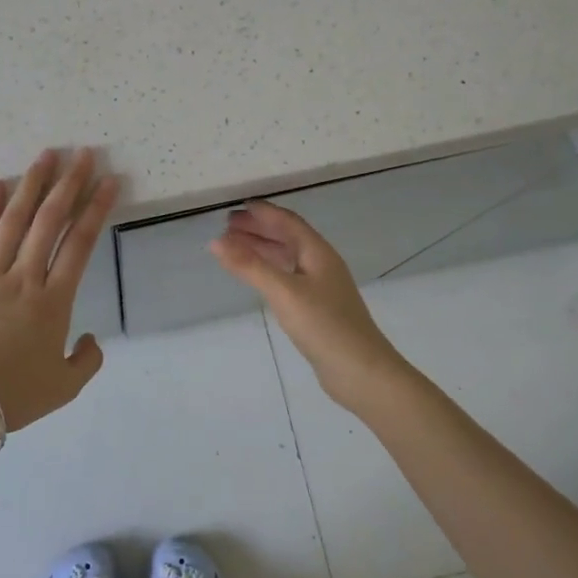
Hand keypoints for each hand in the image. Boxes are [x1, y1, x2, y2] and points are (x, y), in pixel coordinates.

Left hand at [0, 148, 119, 433]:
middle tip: (82, 154)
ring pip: (14, 221)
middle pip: (50, 221)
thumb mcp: (64, 388)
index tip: (109, 181)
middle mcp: (24, 279)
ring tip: (46, 157)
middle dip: (69, 184)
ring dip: (31, 186)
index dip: (96, 209)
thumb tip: (90, 338)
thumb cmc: (12, 396)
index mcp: (53, 303)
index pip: (80, 244)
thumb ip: (87, 360)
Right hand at [209, 200, 408, 410]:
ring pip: (288, 258)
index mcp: (318, 253)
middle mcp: (322, 264)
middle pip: (288, 238)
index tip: (237, 206)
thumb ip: (250, 266)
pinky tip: (258, 279)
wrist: (361, 371)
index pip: (288, 222)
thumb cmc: (324, 325)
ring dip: (262, 249)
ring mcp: (322, 287)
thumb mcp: (283, 292)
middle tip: (228, 226)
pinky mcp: (318, 308)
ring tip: (235, 248)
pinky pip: (289, 277)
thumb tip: (216, 241)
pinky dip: (269, 270)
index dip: (263, 212)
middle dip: (259, 229)